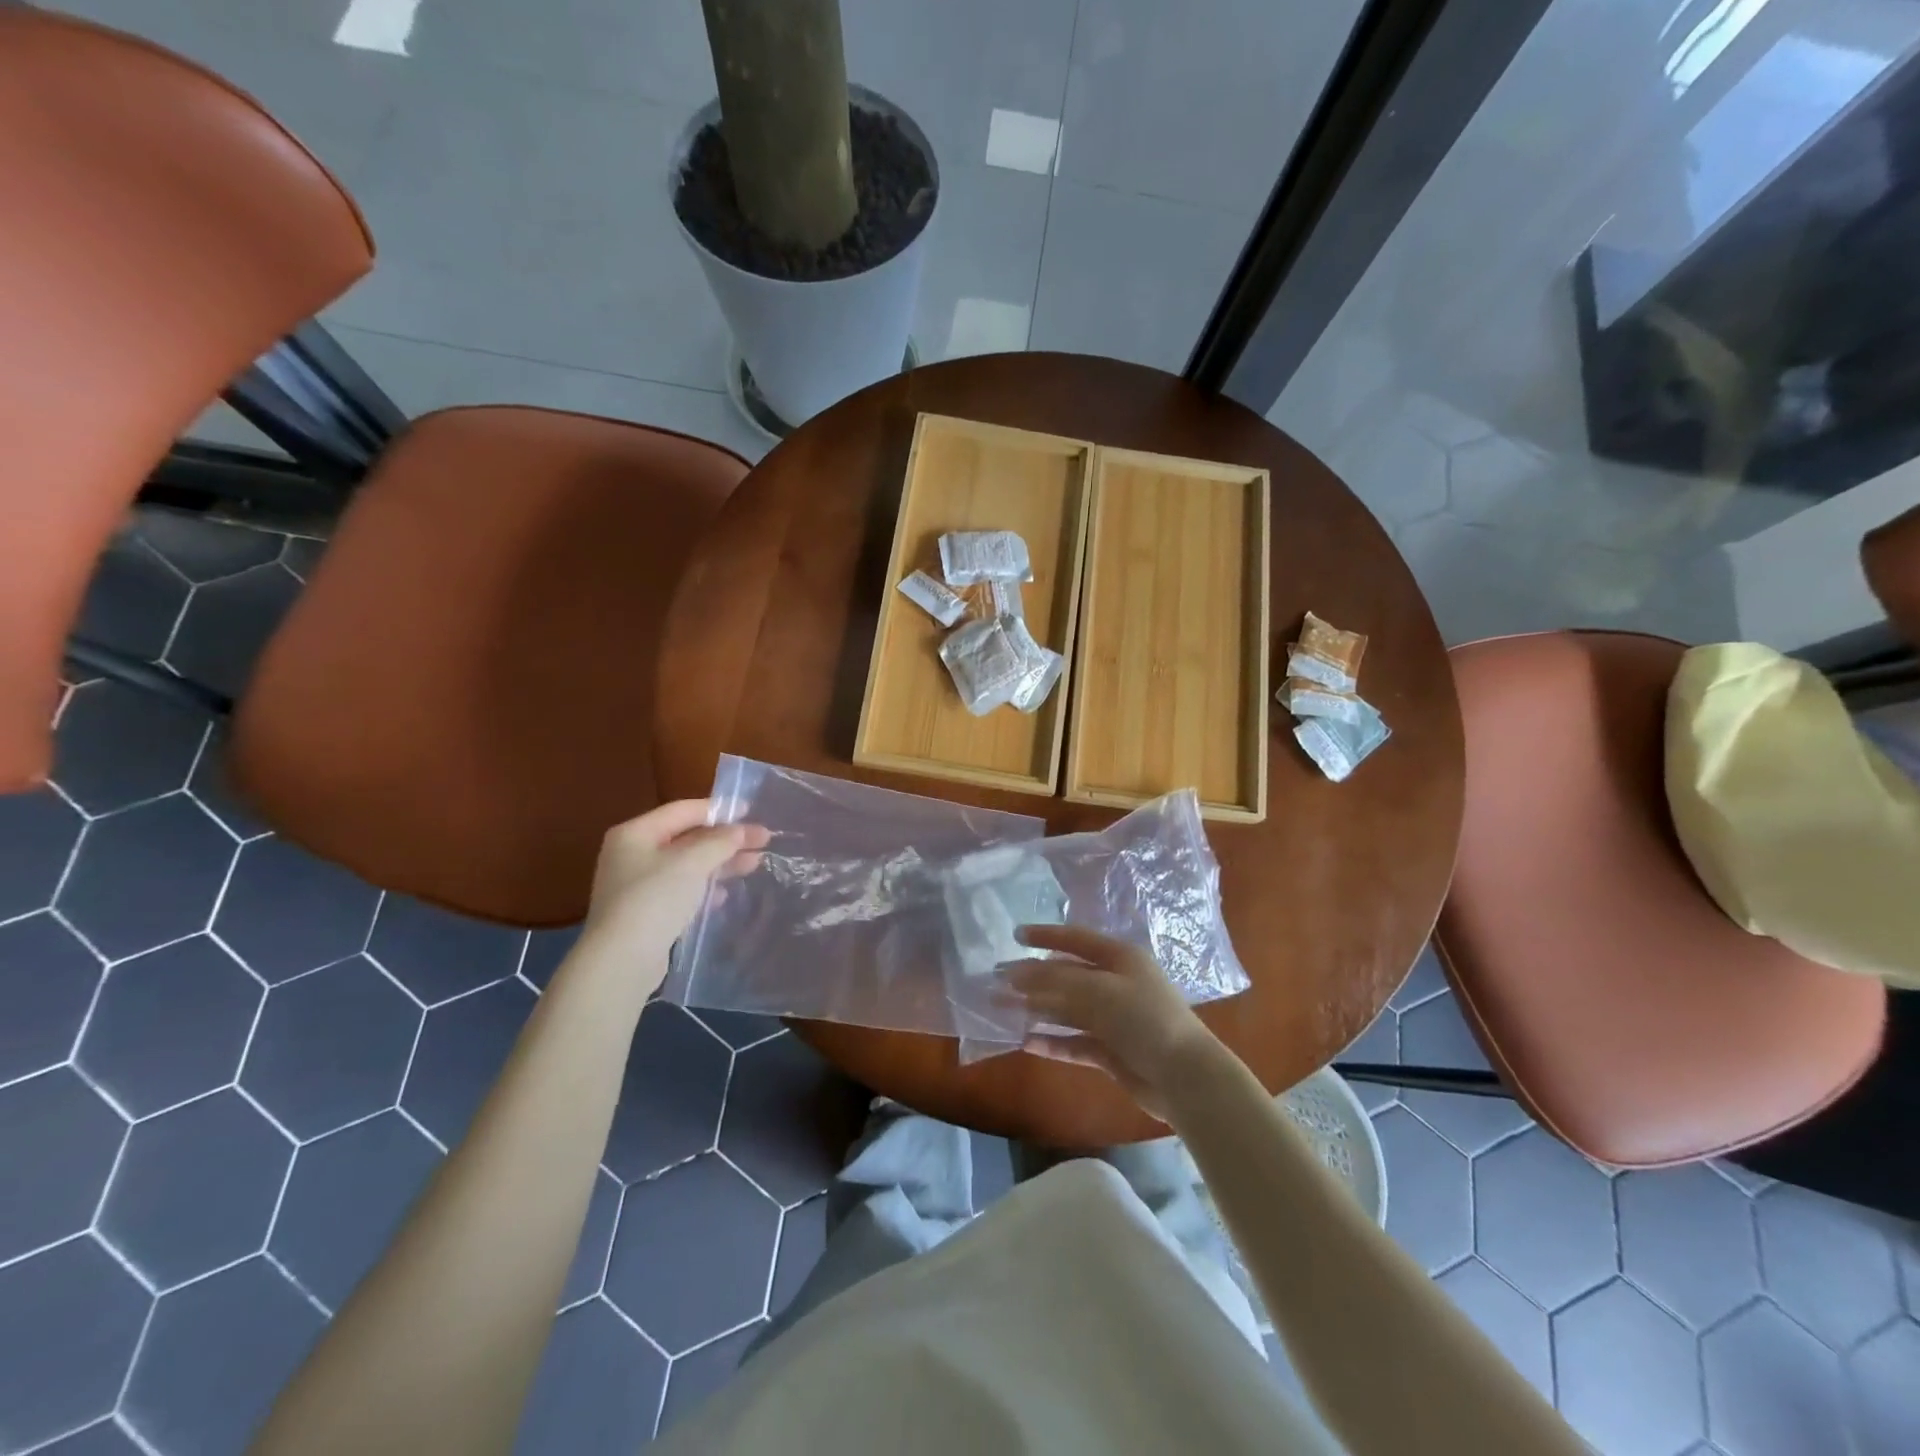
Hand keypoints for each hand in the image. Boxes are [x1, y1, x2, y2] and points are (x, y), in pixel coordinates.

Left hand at [579, 800, 768, 981]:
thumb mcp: (692, 863)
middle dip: (726, 839)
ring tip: (755, 864)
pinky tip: (725, 894)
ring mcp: (638, 885)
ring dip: (721, 863)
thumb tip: (741, 829)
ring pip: (688, 865)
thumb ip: (720, 841)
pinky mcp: (646, 912)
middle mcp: (633, 854)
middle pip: (688, 838)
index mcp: (636, 833)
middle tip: (763, 841)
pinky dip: (705, 888)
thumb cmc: (654, 900)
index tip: (752, 811)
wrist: (621, 961)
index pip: (683, 810)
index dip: (719, 809)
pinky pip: (682, 890)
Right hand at [1003, 925, 1218, 1122]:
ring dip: (1037, 1009)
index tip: (1015, 936)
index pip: (1076, 939)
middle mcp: (1116, 984)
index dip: (1046, 936)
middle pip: (1067, 976)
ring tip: (1003, 1010)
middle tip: (998, 981)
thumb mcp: (1098, 990)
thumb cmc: (1144, 1018)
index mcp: (1119, 958)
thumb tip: (1016, 973)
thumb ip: (1055, 980)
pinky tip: (1027, 1043)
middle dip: (1033, 978)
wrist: (1184, 1077)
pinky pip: (1074, 1042)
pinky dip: (1053, 1041)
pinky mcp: (1111, 1051)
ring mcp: (1113, 1019)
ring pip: (1068, 1009)